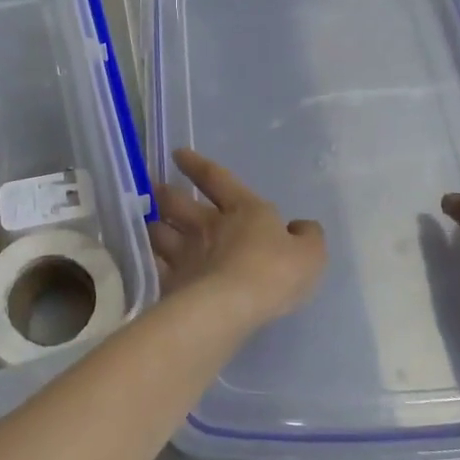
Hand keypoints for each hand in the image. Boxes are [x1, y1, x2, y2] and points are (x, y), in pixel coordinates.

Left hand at [150, 148, 326, 326]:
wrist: (231, 305)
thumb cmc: (274, 272)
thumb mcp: (309, 254)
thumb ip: (307, 238)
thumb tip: (302, 226)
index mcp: (242, 210)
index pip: (216, 179)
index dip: (197, 165)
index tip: (178, 153)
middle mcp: (207, 226)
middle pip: (177, 203)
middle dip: (165, 194)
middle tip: (154, 188)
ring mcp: (184, 253)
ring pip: (160, 232)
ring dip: (154, 226)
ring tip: (149, 225)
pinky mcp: (172, 282)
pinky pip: (156, 267)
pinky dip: (152, 262)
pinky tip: (149, 263)